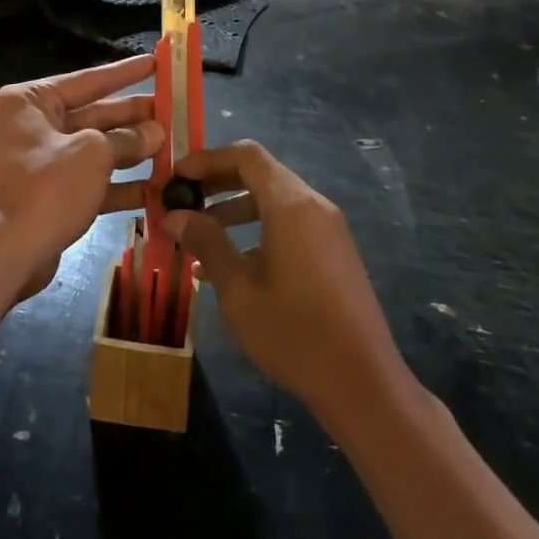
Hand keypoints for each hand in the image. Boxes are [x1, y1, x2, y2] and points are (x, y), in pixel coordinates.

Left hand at [0, 56, 164, 302]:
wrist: (1, 255)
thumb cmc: (44, 187)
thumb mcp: (92, 153)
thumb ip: (127, 139)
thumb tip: (156, 131)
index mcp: (32, 101)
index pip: (88, 80)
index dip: (126, 73)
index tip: (157, 62)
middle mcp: (34, 126)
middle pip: (94, 114)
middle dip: (134, 116)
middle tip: (175, 110)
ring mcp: (42, 163)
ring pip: (96, 149)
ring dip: (133, 151)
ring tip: (173, 147)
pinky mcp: (51, 196)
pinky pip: (91, 181)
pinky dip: (120, 185)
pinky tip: (156, 189)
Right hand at [166, 141, 406, 417]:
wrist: (364, 383)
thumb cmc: (295, 334)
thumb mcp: (239, 292)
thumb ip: (206, 244)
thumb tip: (174, 215)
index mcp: (290, 204)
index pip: (246, 155)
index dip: (208, 159)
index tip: (176, 176)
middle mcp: (313, 204)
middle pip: (260, 173)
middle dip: (218, 182)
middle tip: (182, 200)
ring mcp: (328, 227)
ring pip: (274, 199)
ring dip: (235, 207)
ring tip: (198, 233)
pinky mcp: (334, 250)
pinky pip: (289, 222)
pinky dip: (258, 227)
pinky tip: (232, 262)